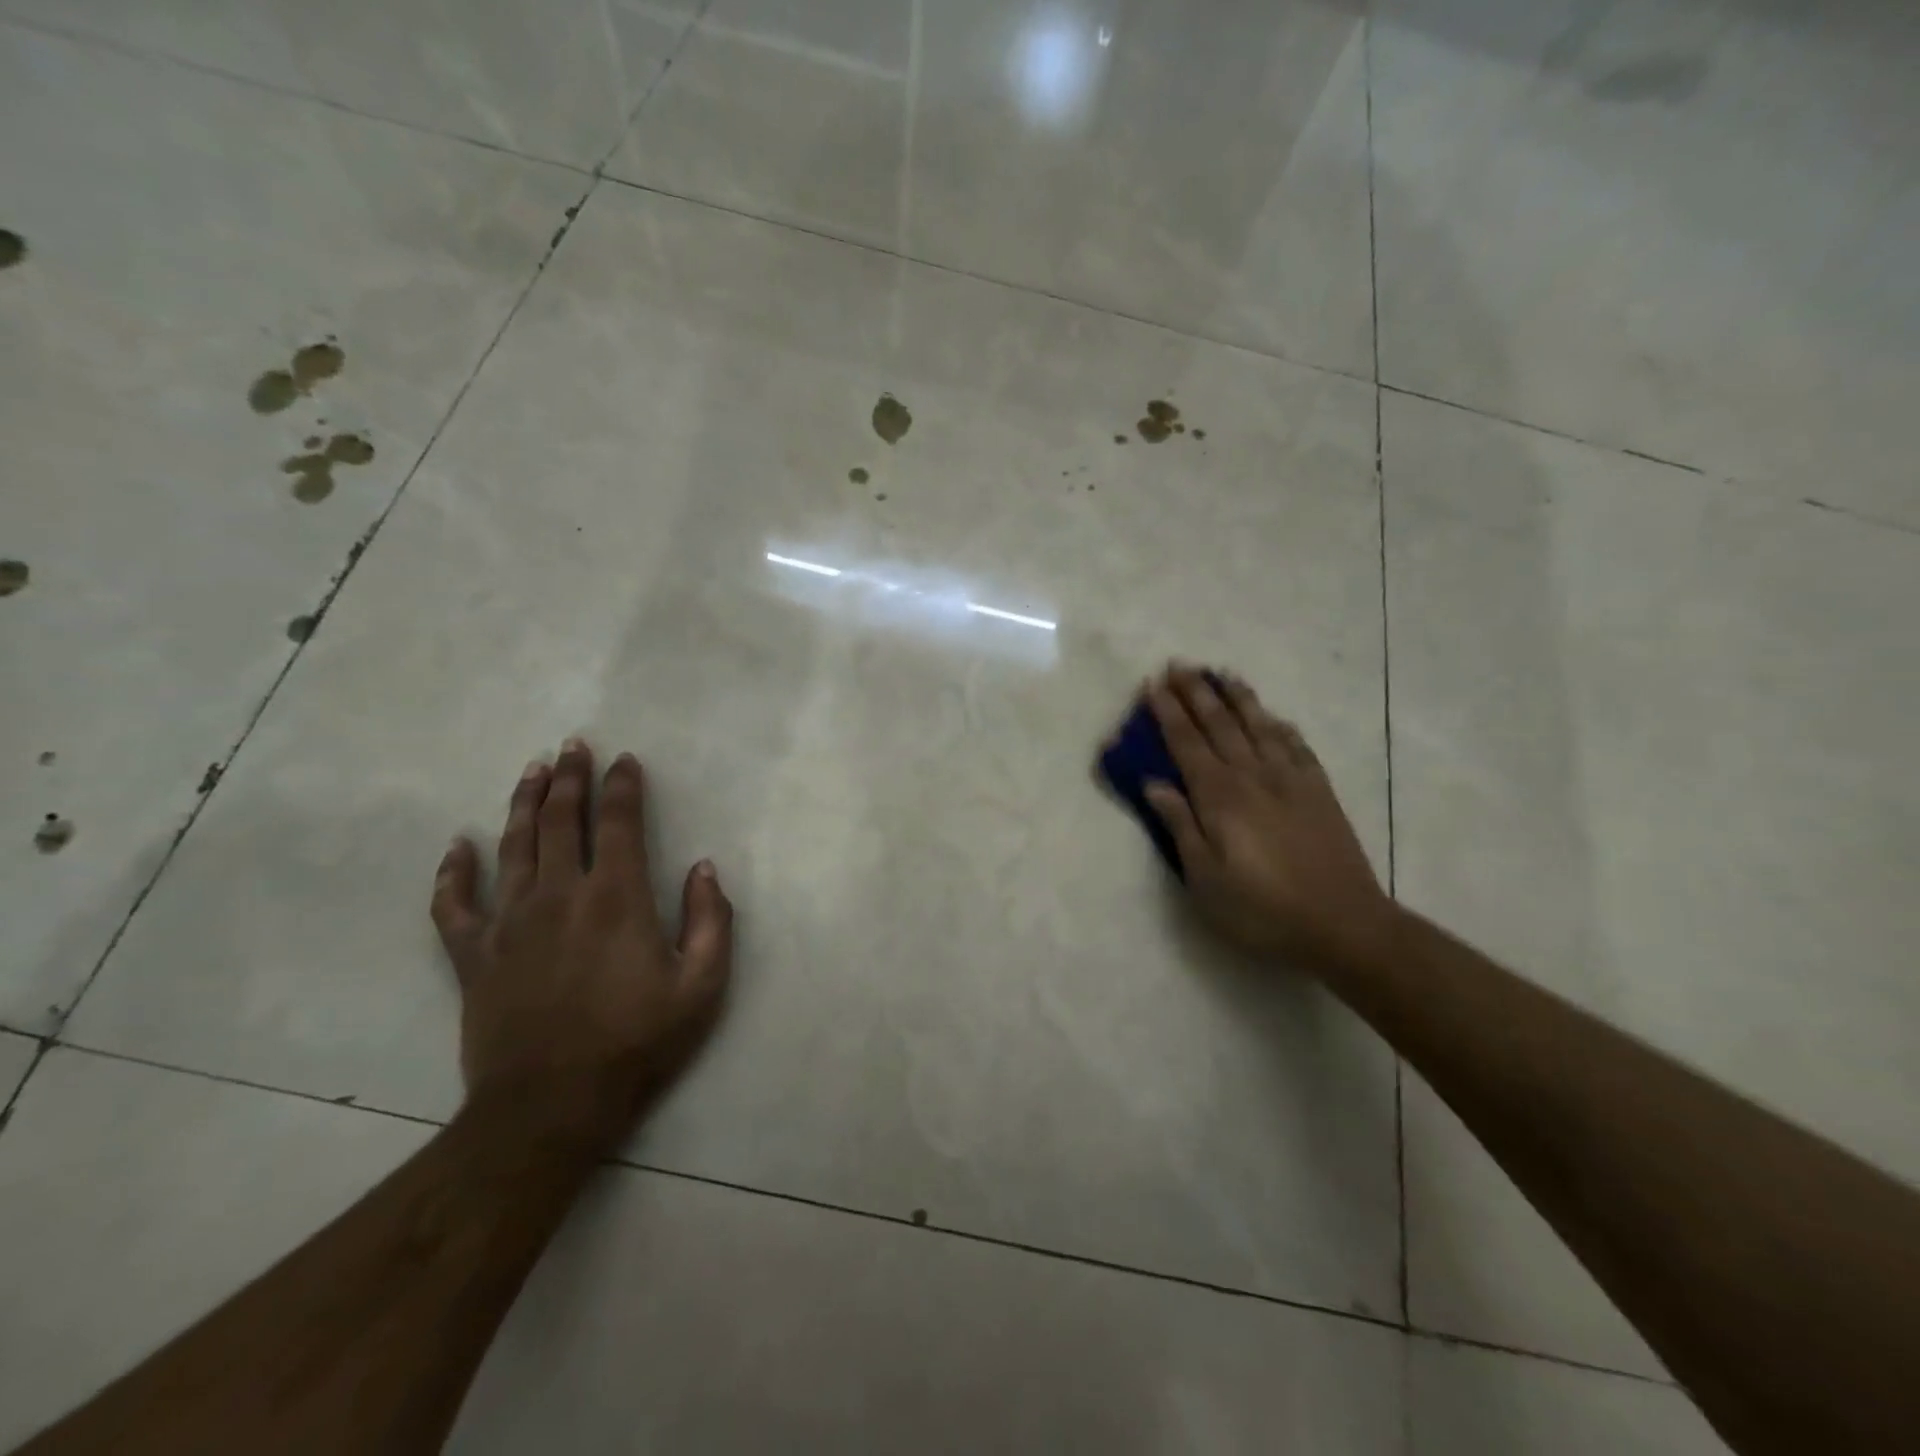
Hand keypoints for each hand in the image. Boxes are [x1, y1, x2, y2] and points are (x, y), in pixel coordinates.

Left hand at [430, 738, 733, 1149]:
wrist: (552, 1106)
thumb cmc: (637, 1042)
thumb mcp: (702, 985)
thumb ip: (712, 920)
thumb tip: (705, 867)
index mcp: (617, 898)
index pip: (620, 824)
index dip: (623, 786)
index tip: (625, 760)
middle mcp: (561, 896)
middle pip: (563, 821)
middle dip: (571, 778)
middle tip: (573, 745)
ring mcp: (510, 923)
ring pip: (513, 846)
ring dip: (525, 804)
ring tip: (533, 770)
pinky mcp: (473, 955)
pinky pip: (454, 904)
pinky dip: (453, 872)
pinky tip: (457, 845)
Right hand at [1137, 666, 1393, 970]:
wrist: (1344, 924)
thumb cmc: (1262, 909)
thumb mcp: (1205, 879)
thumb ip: (1180, 825)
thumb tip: (1154, 783)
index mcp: (1220, 797)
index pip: (1186, 743)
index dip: (1167, 712)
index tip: (1152, 684)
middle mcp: (1253, 776)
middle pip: (1220, 724)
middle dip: (1196, 692)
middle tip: (1179, 664)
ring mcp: (1290, 780)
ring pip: (1259, 726)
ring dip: (1238, 697)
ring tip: (1223, 673)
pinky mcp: (1319, 791)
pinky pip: (1296, 746)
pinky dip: (1280, 726)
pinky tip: (1273, 717)